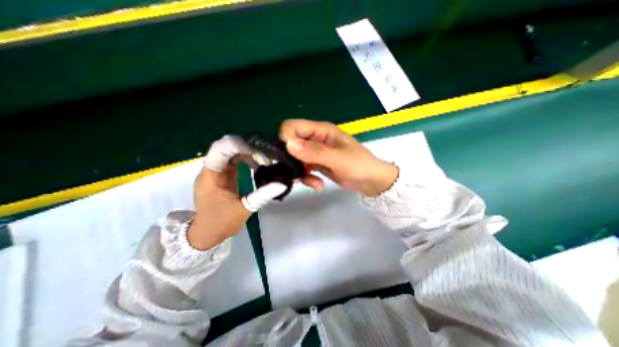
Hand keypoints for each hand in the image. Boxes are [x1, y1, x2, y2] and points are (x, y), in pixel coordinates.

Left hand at [189, 135, 287, 249]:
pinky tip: (258, 165)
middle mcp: (211, 170)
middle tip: (265, 154)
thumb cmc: (221, 223)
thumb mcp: (244, 209)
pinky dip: (247, 159)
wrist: (207, 234)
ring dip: (248, 153)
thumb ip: (263, 195)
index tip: (259, 150)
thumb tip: (283, 184)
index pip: (220, 150)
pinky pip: (234, 161)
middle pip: (227, 148)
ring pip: (231, 153)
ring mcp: (217, 172)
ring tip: (264, 160)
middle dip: (247, 147)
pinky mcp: (223, 175)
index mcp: (211, 176)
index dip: (239, 145)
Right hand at [279, 120, 398, 196]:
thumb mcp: (338, 159)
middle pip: (290, 144)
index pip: (292, 127)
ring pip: (295, 159)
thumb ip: (314, 151)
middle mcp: (315, 139)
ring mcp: (315, 152)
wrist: (370, 181)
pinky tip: (318, 185)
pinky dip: (307, 178)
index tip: (289, 156)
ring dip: (300, 172)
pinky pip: (303, 169)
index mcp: (321, 130)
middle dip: (292, 160)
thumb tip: (289, 144)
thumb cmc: (359, 165)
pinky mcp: (316, 164)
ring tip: (313, 182)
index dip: (286, 140)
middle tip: (299, 172)